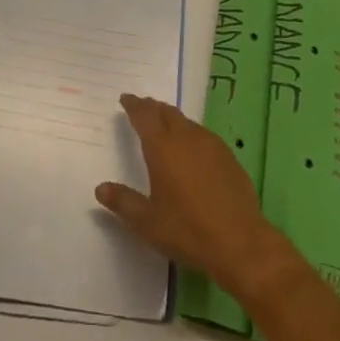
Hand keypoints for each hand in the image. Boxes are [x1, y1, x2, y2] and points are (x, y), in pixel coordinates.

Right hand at [94, 94, 294, 299]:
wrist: (239, 241)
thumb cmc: (187, 230)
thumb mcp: (147, 222)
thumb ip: (123, 202)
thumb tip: (100, 188)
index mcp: (162, 147)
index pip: (144, 116)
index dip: (133, 105)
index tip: (125, 98)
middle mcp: (186, 137)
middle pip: (166, 112)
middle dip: (152, 107)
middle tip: (142, 108)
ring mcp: (210, 144)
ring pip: (186, 122)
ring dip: (172, 119)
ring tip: (164, 126)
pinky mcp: (228, 156)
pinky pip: (203, 135)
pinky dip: (190, 134)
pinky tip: (192, 149)